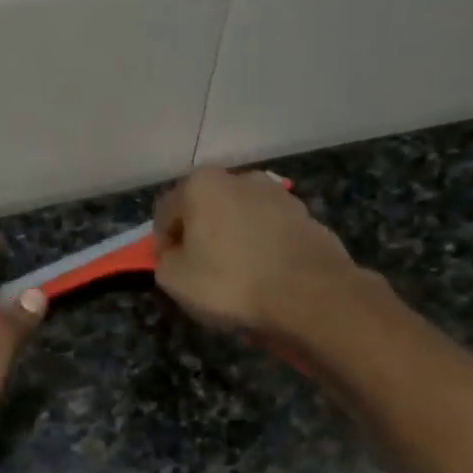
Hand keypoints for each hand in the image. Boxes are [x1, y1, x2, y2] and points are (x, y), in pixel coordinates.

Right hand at [153, 168, 365, 340]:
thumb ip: (164, 262)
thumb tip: (176, 255)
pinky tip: (266, 275)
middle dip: (200, 236)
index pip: (166, 212)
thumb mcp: (176, 281)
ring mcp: (277, 194)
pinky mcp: (305, 215)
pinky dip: (262, 247)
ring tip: (238, 275)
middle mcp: (240, 178)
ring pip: (240, 217)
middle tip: (202, 272)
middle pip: (206, 209)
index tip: (171, 270)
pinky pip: (270, 231)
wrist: (309, 293)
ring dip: (233, 239)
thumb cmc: (232, 283)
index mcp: (201, 185)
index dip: (163, 244)